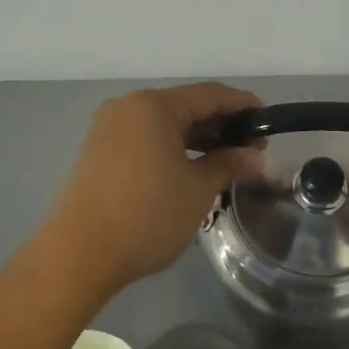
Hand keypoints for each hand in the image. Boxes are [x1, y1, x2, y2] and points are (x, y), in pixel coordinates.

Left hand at [43, 83, 262, 296]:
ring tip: (226, 162)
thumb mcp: (198, 190)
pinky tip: (190, 168)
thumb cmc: (147, 216)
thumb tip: (254, 156)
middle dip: (220, 125)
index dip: (242, 105)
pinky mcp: (98, 152)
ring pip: (163, 125)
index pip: (209, 95)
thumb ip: (228, 164)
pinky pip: (144, 139)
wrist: (81, 253)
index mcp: (153, 106)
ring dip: (196, 139)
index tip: (267, 121)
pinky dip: (171, 149)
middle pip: (184, 107)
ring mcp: (107, 129)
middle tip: (251, 149)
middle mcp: (127, 108)